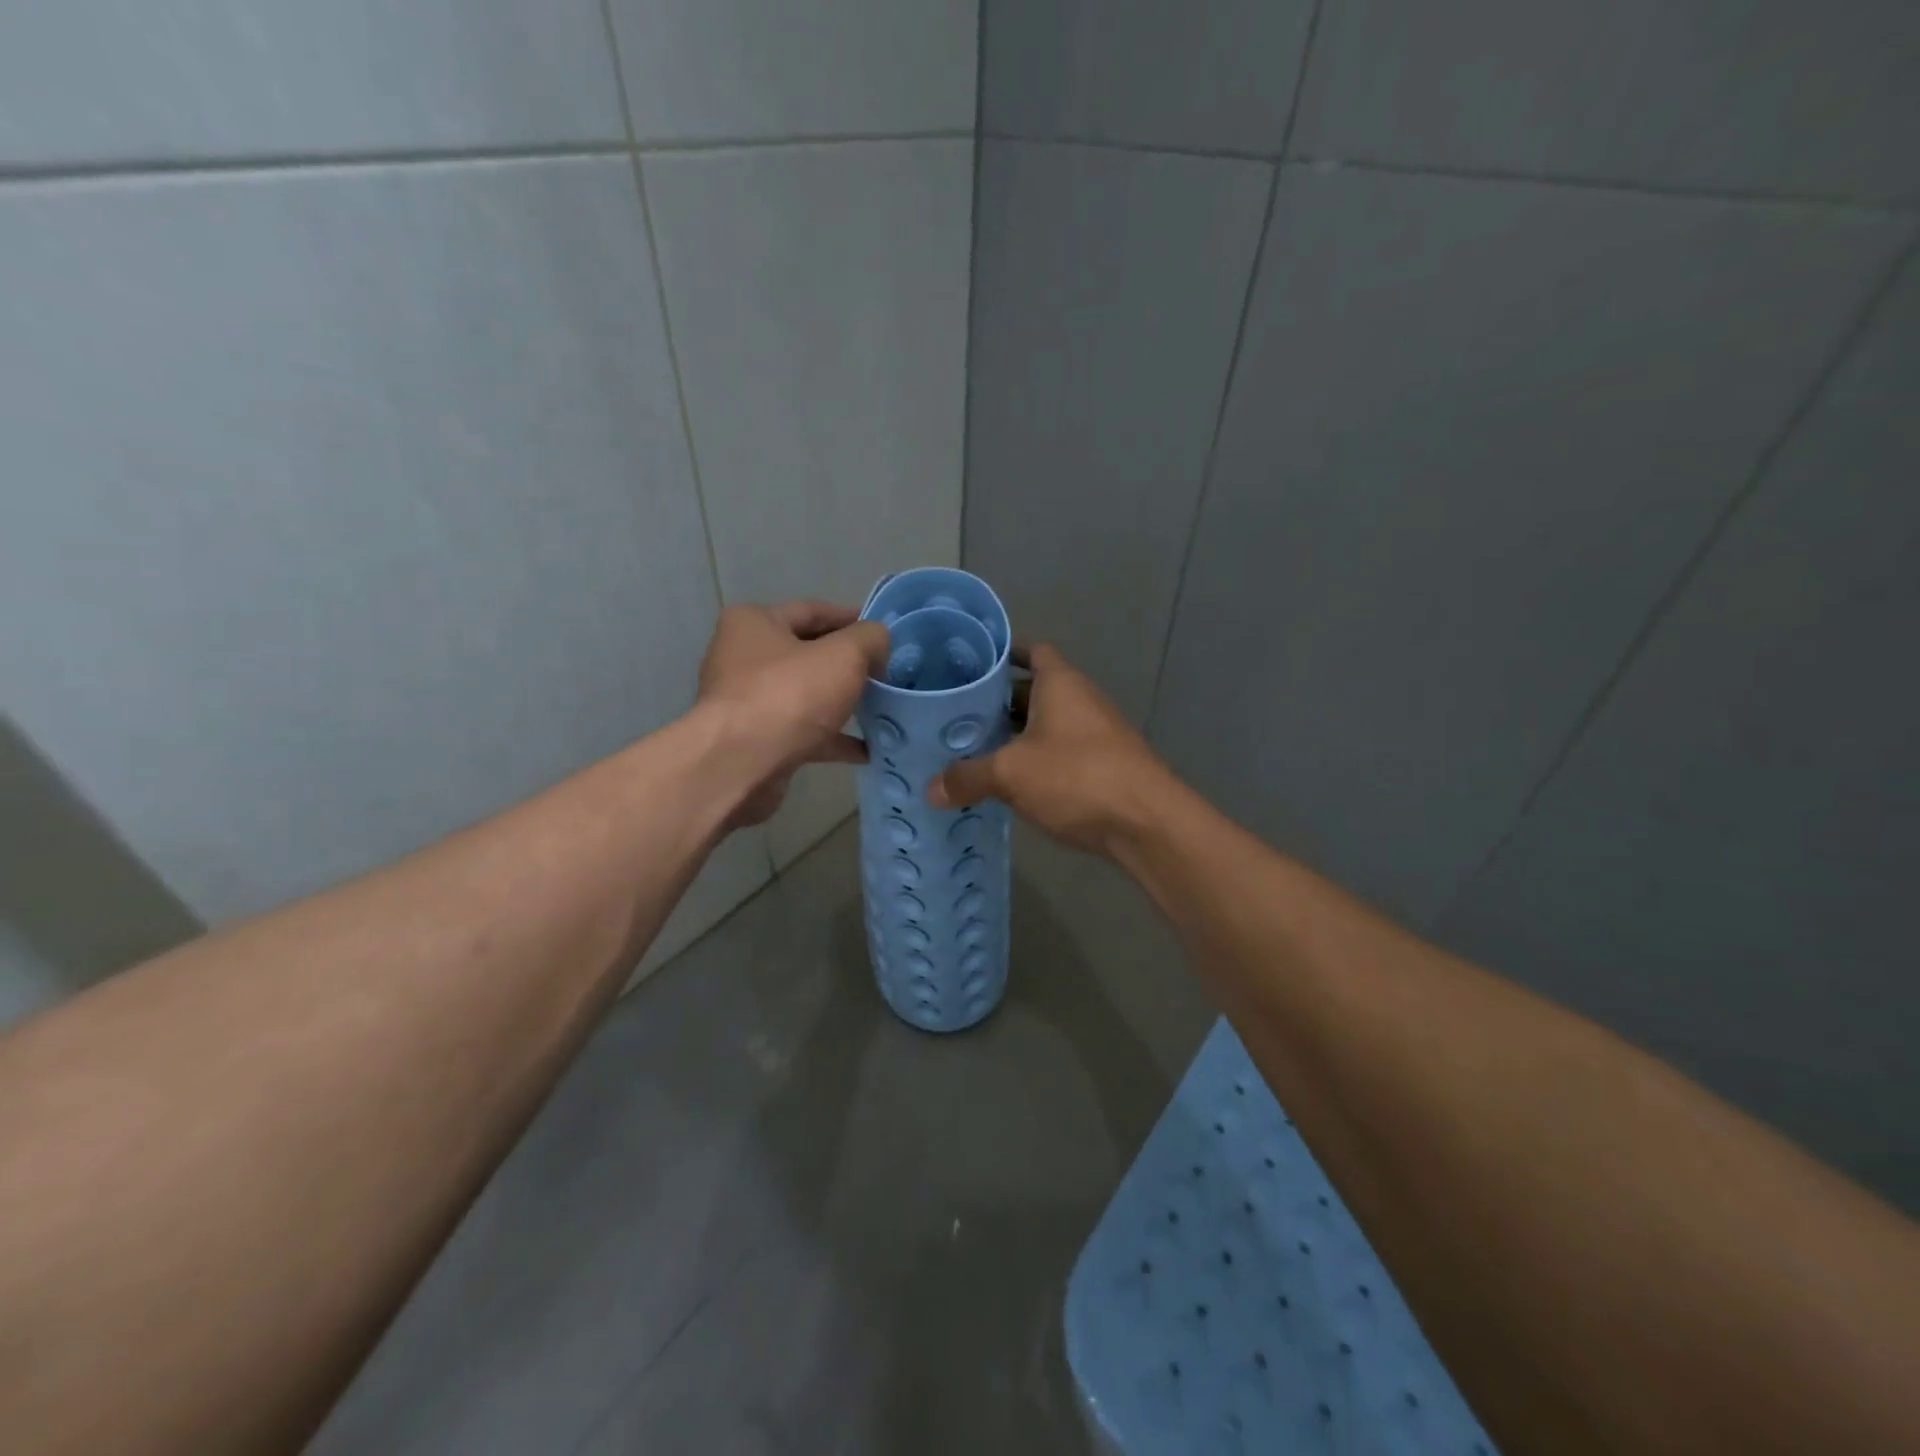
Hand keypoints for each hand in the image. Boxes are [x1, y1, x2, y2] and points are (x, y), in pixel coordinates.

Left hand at [695, 601, 887, 827]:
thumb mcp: (844, 655)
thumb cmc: (790, 695)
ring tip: (882, 710)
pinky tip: (866, 750)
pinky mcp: (756, 740)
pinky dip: (833, 739)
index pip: (812, 611)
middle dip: (849, 665)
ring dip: (843, 703)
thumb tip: (878, 643)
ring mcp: (748, 702)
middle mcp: (743, 657)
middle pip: (808, 654)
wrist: (740, 765)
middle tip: (886, 673)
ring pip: (807, 696)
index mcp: (754, 623)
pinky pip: (803, 732)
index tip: (884, 634)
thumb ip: (870, 639)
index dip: (852, 619)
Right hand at [929, 643, 1176, 855]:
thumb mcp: (1011, 773)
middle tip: (952, 713)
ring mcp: (1093, 735)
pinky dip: (1029, 762)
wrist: (1147, 823)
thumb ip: (968, 777)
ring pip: (1042, 726)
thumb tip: (930, 789)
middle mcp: (1079, 701)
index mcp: (1060, 683)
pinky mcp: (1099, 768)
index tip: (969, 662)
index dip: (1002, 652)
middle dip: (994, 701)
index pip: (1031, 651)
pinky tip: (1001, 782)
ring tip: (967, 748)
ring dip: (1011, 736)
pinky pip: (1054, 754)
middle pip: (1031, 691)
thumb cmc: (1077, 776)